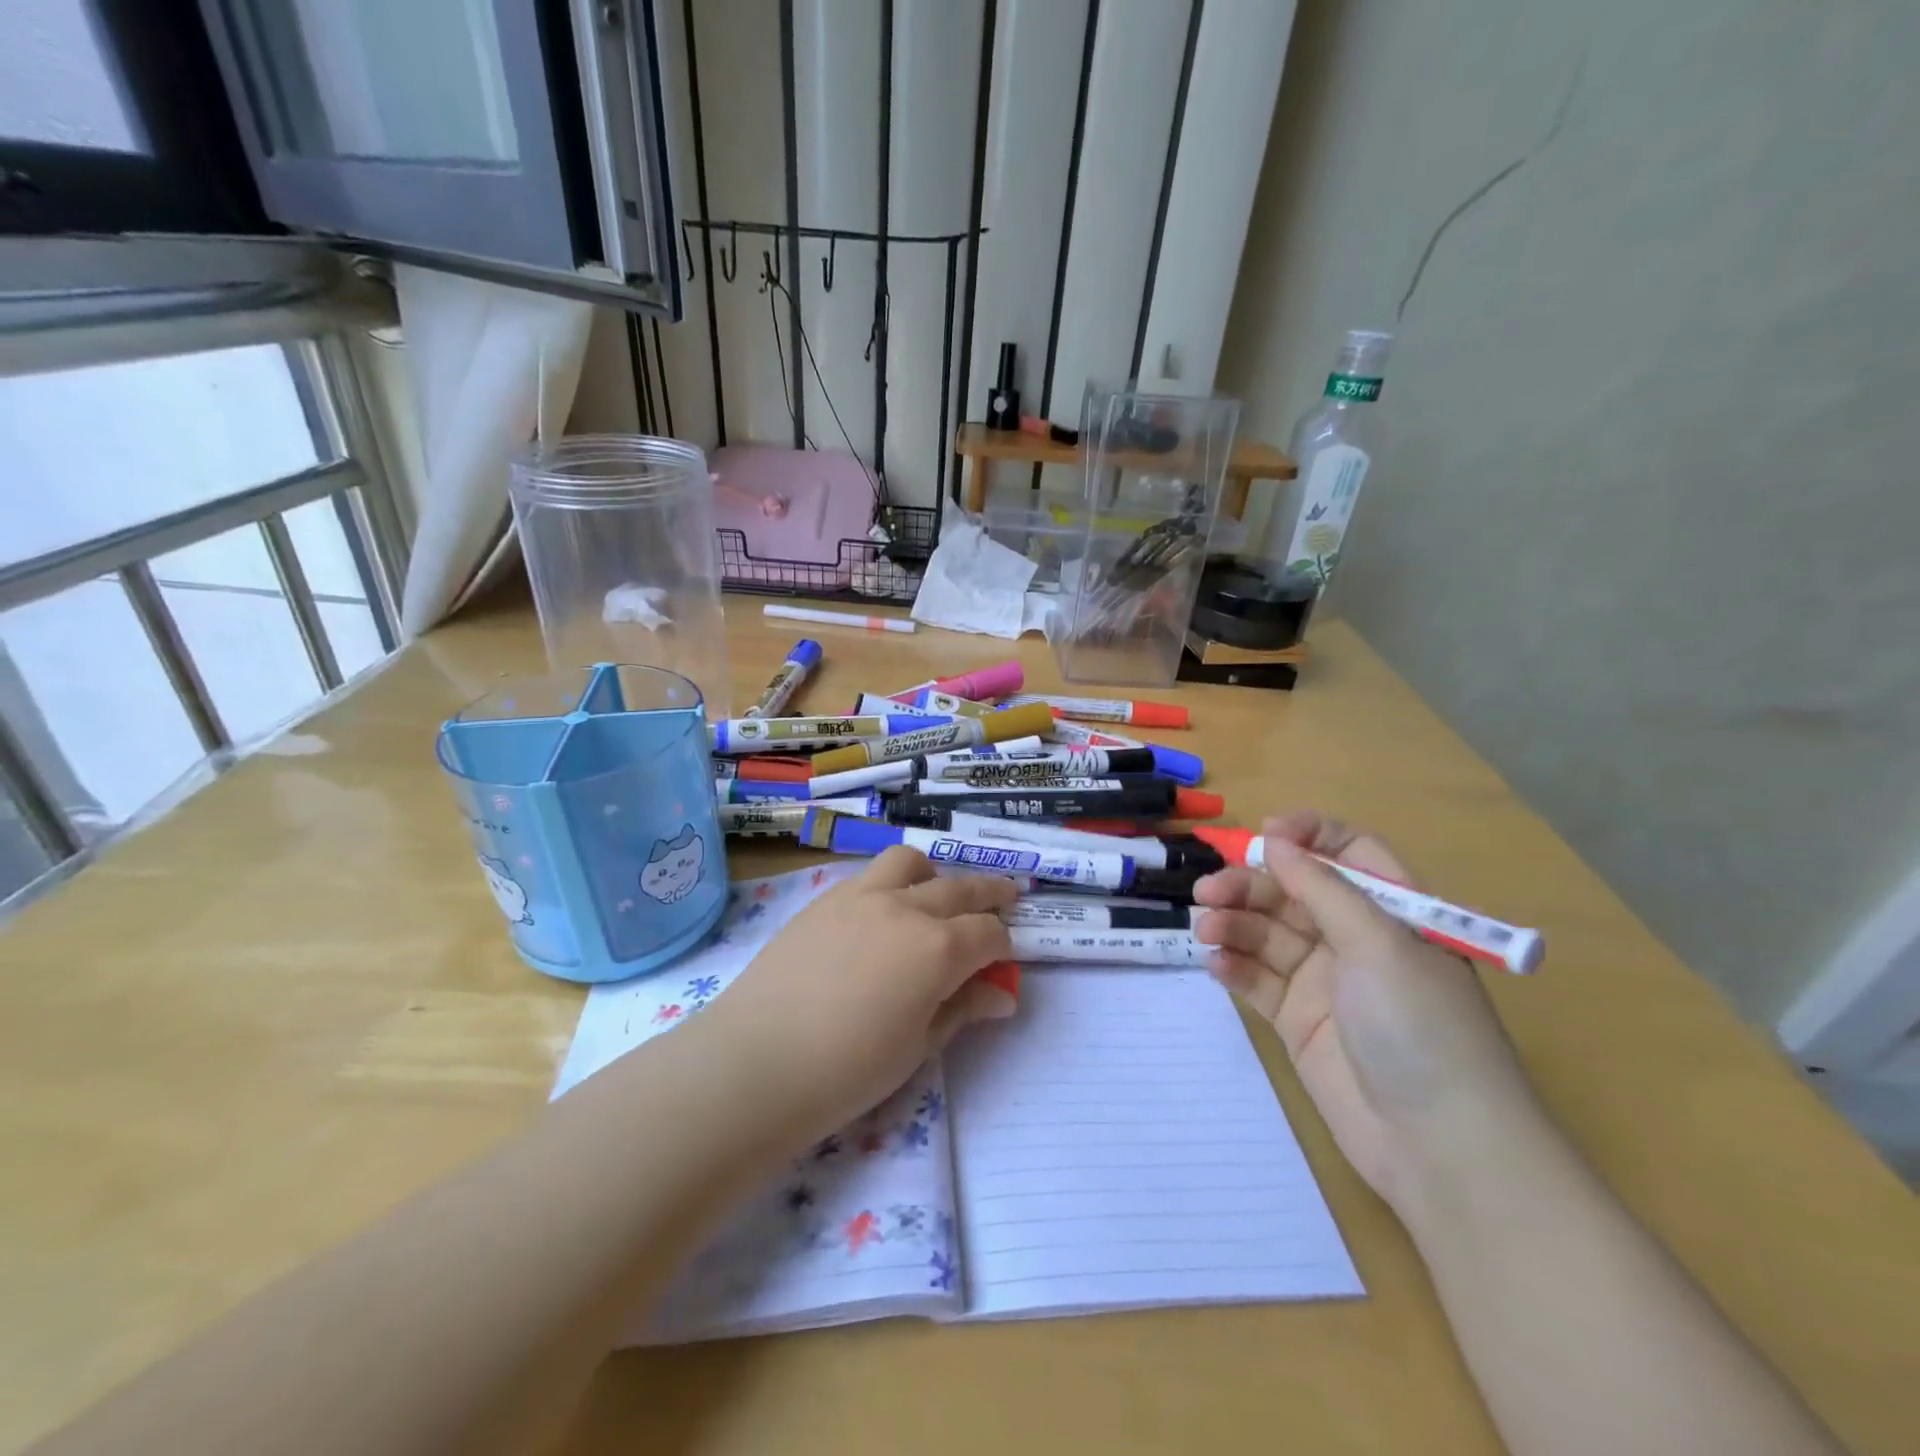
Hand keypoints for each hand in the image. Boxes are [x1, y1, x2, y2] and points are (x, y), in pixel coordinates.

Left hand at [701, 848, 1017, 1144]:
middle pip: (961, 889)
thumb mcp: (917, 1047)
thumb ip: (961, 1010)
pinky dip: (891, 883)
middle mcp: (906, 908)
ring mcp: (862, 896)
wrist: (757, 1060)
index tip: (1004, 960)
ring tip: (936, 893)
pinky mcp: (825, 899)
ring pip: (911, 862)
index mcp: (939, 948)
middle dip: (990, 893)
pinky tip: (882, 913)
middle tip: (1007, 896)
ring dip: (934, 874)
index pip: (989, 933)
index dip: (1004, 946)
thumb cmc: (848, 1070)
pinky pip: (869, 875)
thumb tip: (1001, 996)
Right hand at [1192, 812, 1543, 1210]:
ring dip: (1234, 925)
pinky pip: (1258, 981)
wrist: (1439, 1147)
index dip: (1309, 836)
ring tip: (1206, 931)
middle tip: (1207, 893)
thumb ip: (1322, 887)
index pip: (1350, 853)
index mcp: (1392, 913)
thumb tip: (1275, 840)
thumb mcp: (1378, 943)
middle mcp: (1357, 941)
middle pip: (1294, 893)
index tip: (1263, 836)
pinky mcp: (1298, 1021)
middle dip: (1249, 886)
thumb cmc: (1421, 1026)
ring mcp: (1325, 983)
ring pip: (1268, 934)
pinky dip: (1235, 967)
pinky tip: (1216, 965)